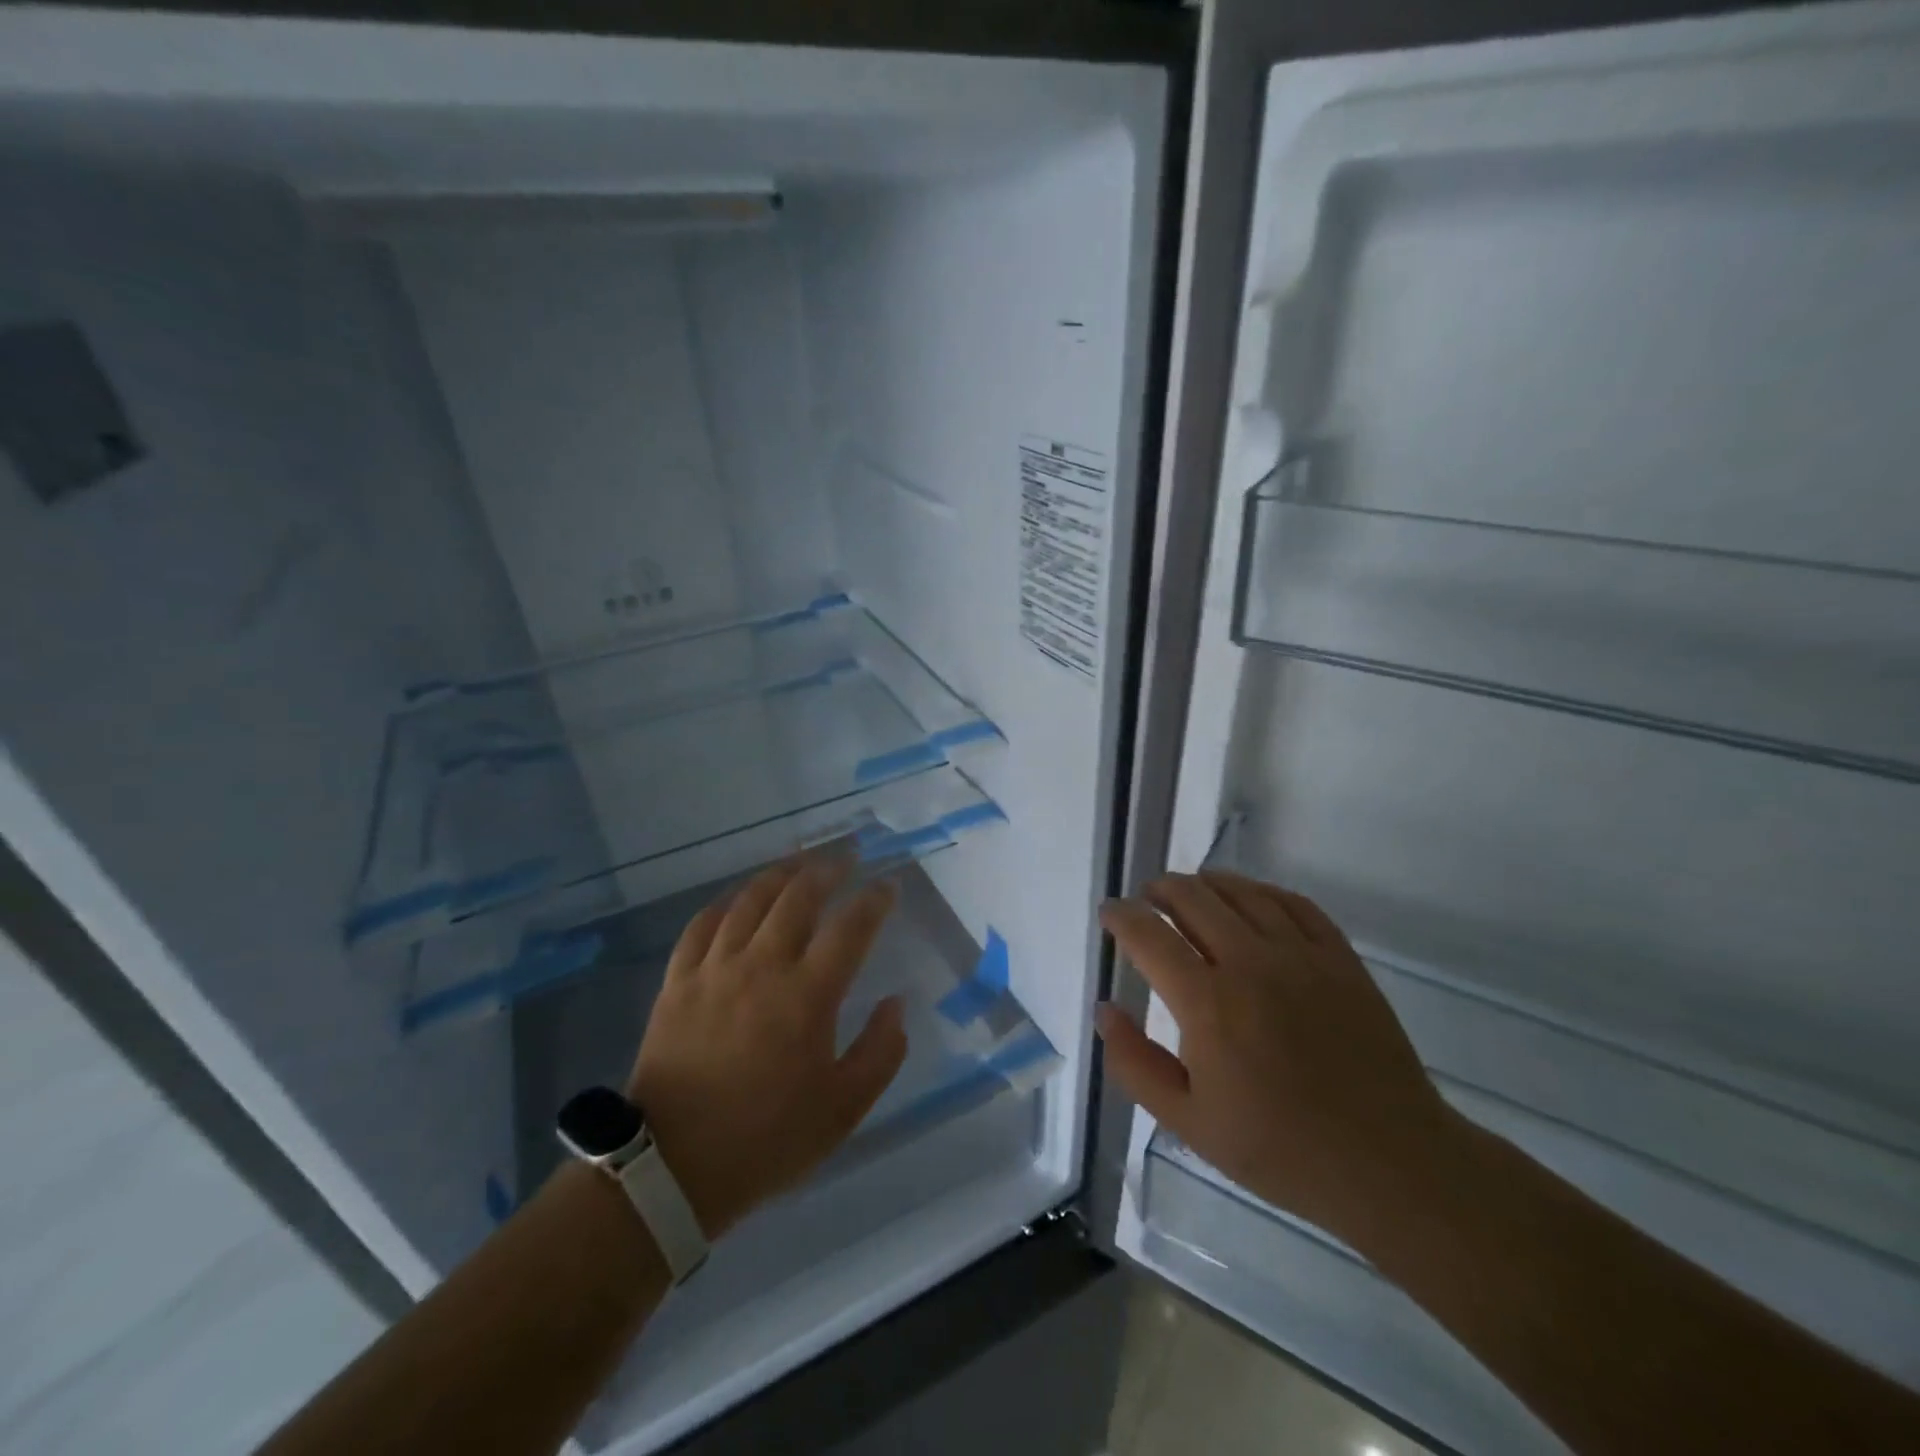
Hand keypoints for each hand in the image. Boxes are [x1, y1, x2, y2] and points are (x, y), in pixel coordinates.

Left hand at [627, 856, 907, 1239]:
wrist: (670, 1169)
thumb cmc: (766, 1140)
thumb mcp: (843, 1110)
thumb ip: (880, 1052)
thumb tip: (896, 1003)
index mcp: (807, 996)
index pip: (851, 928)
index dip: (874, 900)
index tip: (889, 886)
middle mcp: (762, 967)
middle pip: (798, 897)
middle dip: (827, 869)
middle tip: (846, 856)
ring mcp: (714, 970)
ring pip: (750, 900)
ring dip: (779, 874)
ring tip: (799, 862)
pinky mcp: (678, 982)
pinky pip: (702, 924)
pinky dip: (726, 902)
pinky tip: (738, 897)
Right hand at [1098, 871, 1459, 1245]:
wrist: (1389, 1164)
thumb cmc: (1280, 1149)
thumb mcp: (1189, 1123)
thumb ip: (1135, 1064)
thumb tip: (1104, 1010)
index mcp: (1208, 1003)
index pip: (1149, 935)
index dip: (1122, 916)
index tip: (1109, 912)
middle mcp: (1250, 963)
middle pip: (1193, 899)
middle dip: (1160, 891)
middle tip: (1147, 900)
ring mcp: (1301, 955)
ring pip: (1242, 892)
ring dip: (1205, 883)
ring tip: (1190, 890)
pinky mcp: (1340, 958)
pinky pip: (1294, 903)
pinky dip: (1261, 891)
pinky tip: (1251, 899)